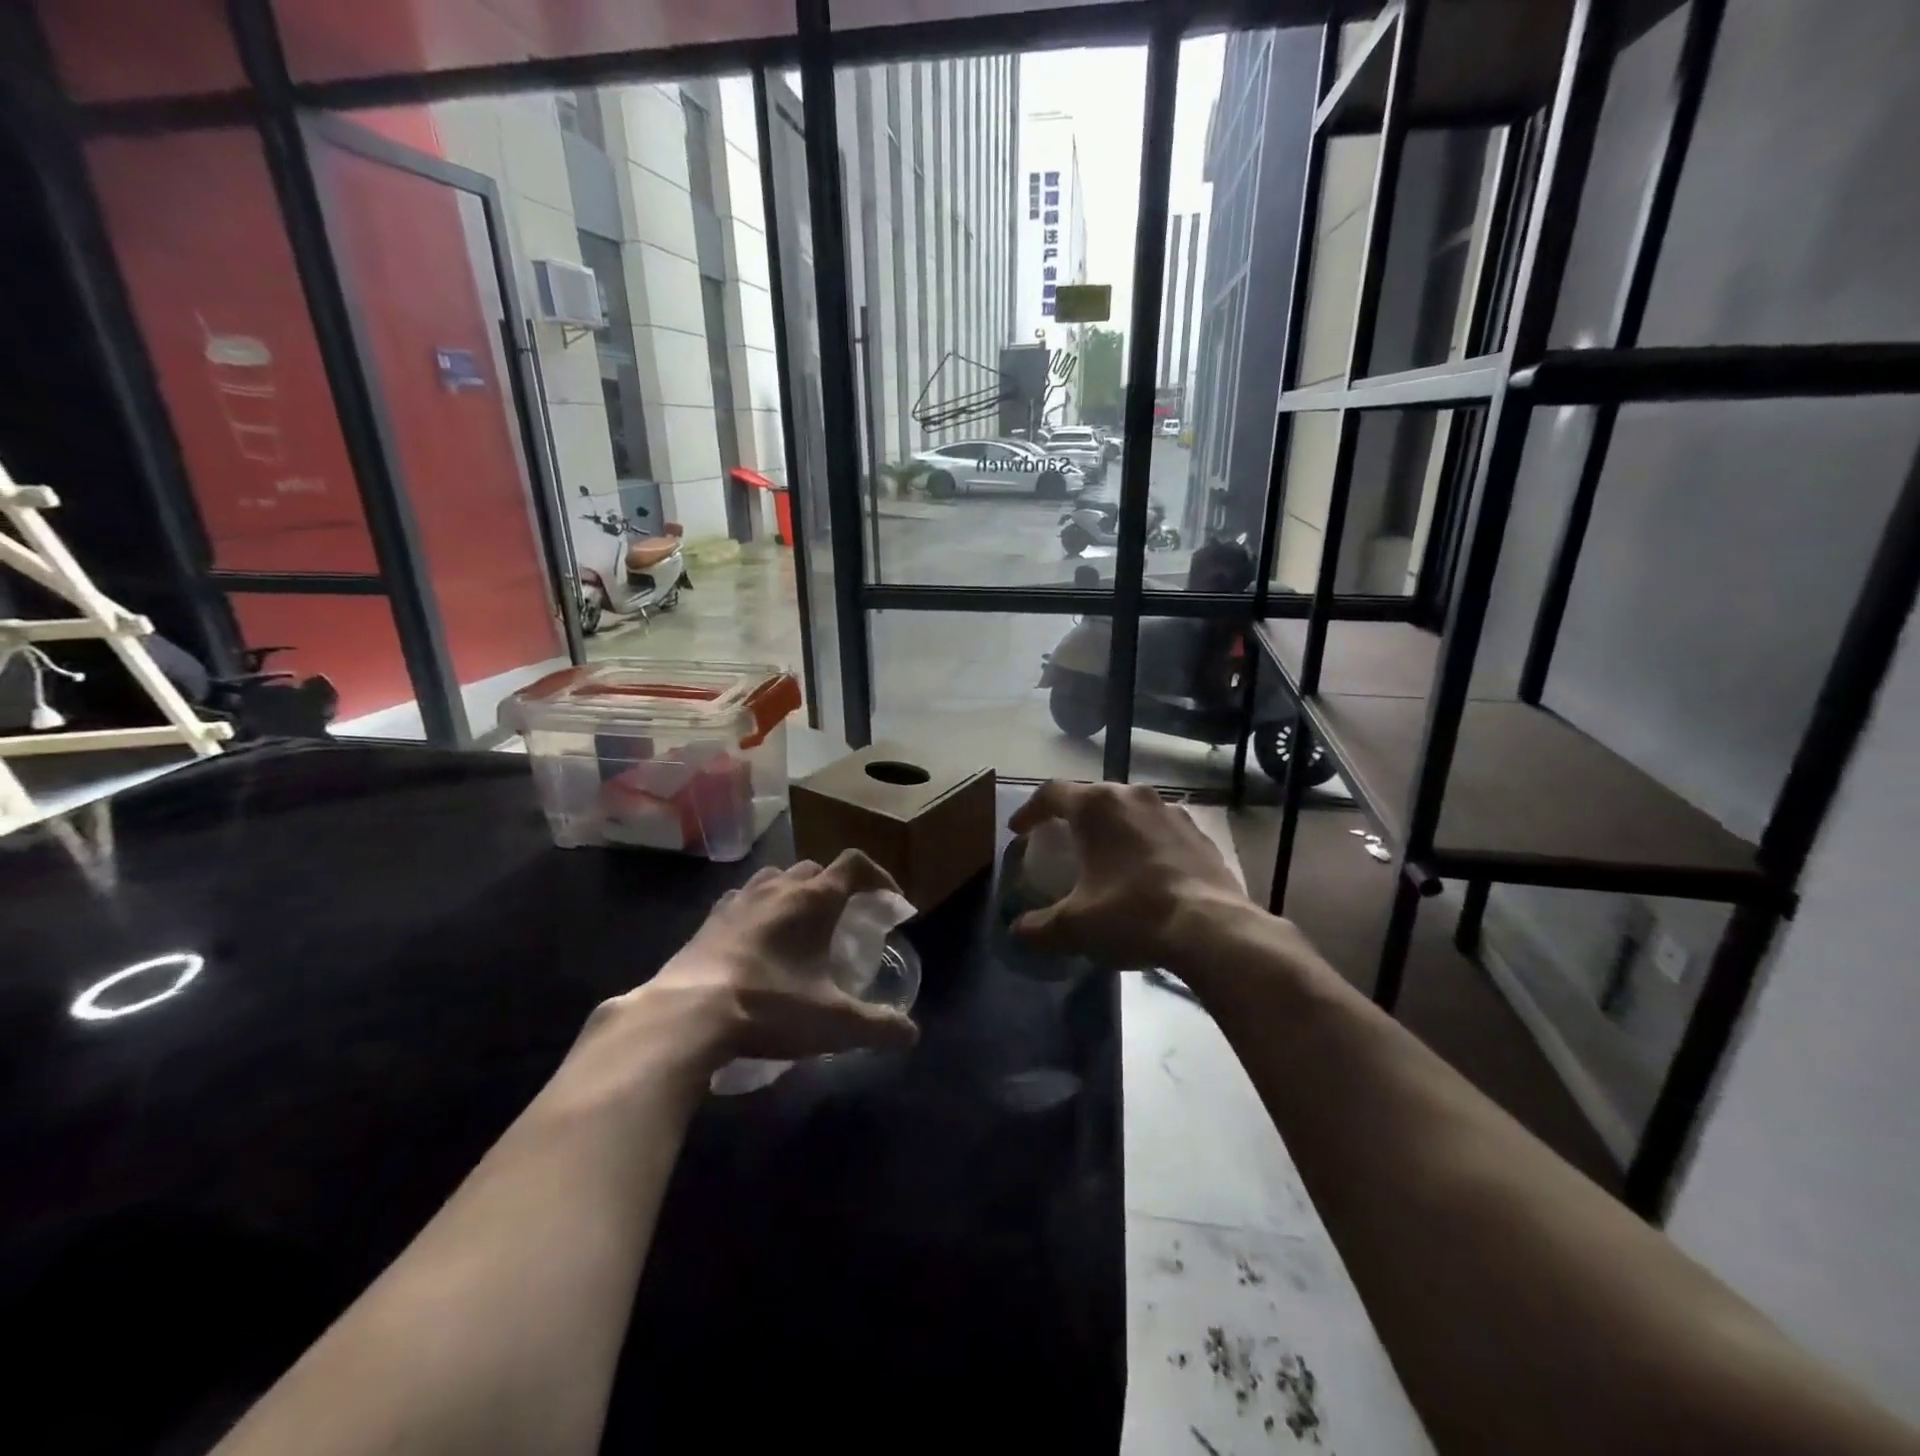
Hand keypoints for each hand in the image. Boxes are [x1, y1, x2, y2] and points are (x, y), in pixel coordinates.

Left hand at [637, 851, 920, 1066]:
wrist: (686, 1015)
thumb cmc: (769, 1007)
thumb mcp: (833, 1024)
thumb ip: (879, 1027)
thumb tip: (911, 1034)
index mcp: (813, 899)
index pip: (855, 864)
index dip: (879, 877)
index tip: (889, 902)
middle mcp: (777, 888)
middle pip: (816, 869)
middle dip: (837, 887)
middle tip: (845, 920)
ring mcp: (739, 900)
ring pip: (777, 878)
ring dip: (796, 892)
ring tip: (801, 926)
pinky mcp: (710, 920)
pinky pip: (743, 899)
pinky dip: (759, 909)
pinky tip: (757, 940)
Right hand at [1008, 781, 1247, 969]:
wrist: (1211, 928)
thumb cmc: (1131, 913)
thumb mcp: (1074, 926)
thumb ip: (1038, 927)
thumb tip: (1018, 932)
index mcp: (1096, 806)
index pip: (1051, 794)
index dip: (1030, 811)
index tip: (1019, 831)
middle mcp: (1132, 796)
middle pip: (1092, 797)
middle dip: (1072, 818)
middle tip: (1061, 842)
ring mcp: (1170, 811)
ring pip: (1129, 811)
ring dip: (1112, 828)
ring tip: (1105, 856)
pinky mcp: (1199, 833)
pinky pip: (1160, 830)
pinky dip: (1144, 844)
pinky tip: (1145, 872)